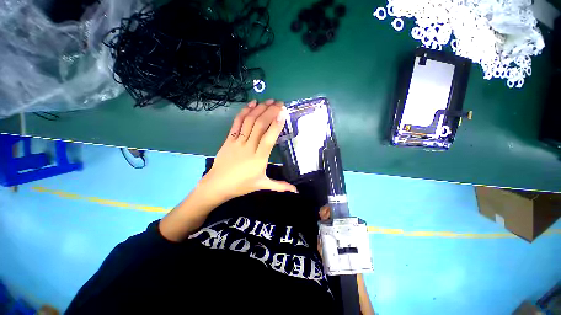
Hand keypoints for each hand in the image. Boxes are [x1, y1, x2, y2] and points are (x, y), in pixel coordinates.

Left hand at [199, 99, 297, 204]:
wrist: (217, 185)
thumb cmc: (241, 186)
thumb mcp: (262, 185)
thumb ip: (280, 186)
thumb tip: (296, 191)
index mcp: (259, 159)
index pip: (269, 138)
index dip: (276, 124)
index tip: (283, 112)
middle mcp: (249, 147)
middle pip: (260, 125)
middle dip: (270, 112)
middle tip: (279, 103)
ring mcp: (237, 141)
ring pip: (249, 121)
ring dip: (259, 109)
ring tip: (268, 101)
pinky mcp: (229, 139)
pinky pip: (237, 123)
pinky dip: (244, 112)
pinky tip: (251, 104)